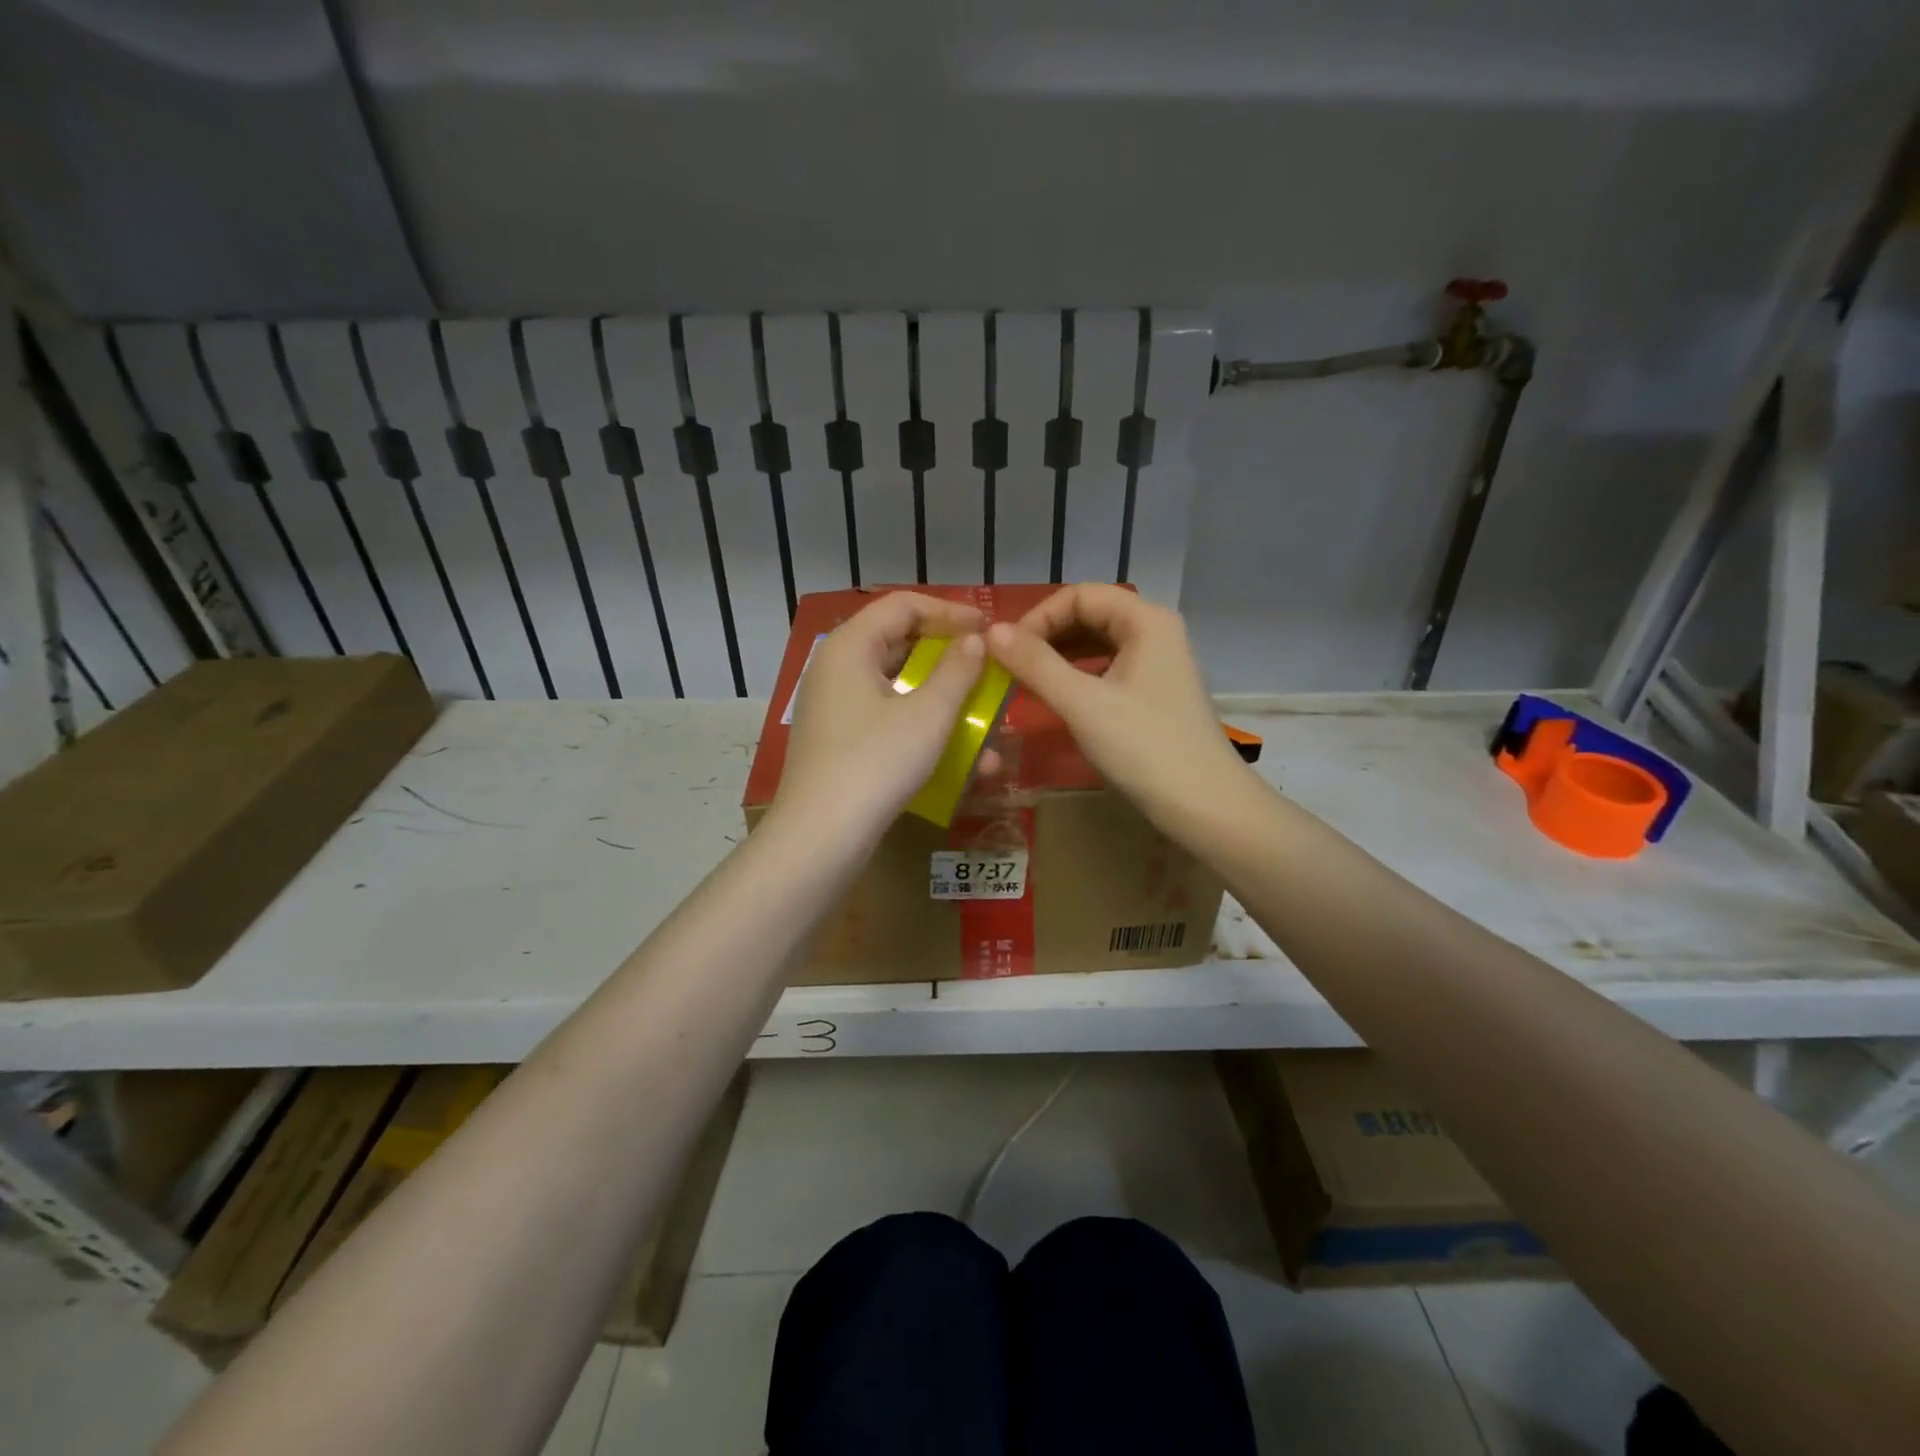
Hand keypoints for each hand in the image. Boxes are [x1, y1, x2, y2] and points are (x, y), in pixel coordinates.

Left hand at [773, 591, 987, 839]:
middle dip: (949, 658)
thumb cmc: (877, 763)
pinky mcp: (840, 742)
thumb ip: (957, 671)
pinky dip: (922, 729)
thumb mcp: (928, 715)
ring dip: (943, 700)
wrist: (821, 837)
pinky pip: (888, 720)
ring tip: (984, 719)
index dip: (950, 612)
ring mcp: (835, 708)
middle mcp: (836, 669)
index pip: (903, 605)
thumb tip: (973, 641)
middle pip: (899, 644)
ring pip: (898, 688)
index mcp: (850, 646)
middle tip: (987, 669)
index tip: (988, 628)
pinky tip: (961, 758)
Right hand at [985, 584, 1248, 830]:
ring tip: (1026, 681)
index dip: (1038, 617)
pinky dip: (1078, 676)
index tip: (1007, 651)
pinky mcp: (1155, 692)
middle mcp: (1155, 631)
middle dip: (1047, 635)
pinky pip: (1108, 668)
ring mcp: (1159, 663)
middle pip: (1090, 614)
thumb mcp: (1082, 703)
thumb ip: (1035, 664)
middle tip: (1011, 667)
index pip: (1079, 595)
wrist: (1205, 806)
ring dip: (1059, 656)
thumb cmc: (1144, 748)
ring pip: (1098, 643)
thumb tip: (991, 632)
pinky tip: (1058, 697)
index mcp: (1146, 620)